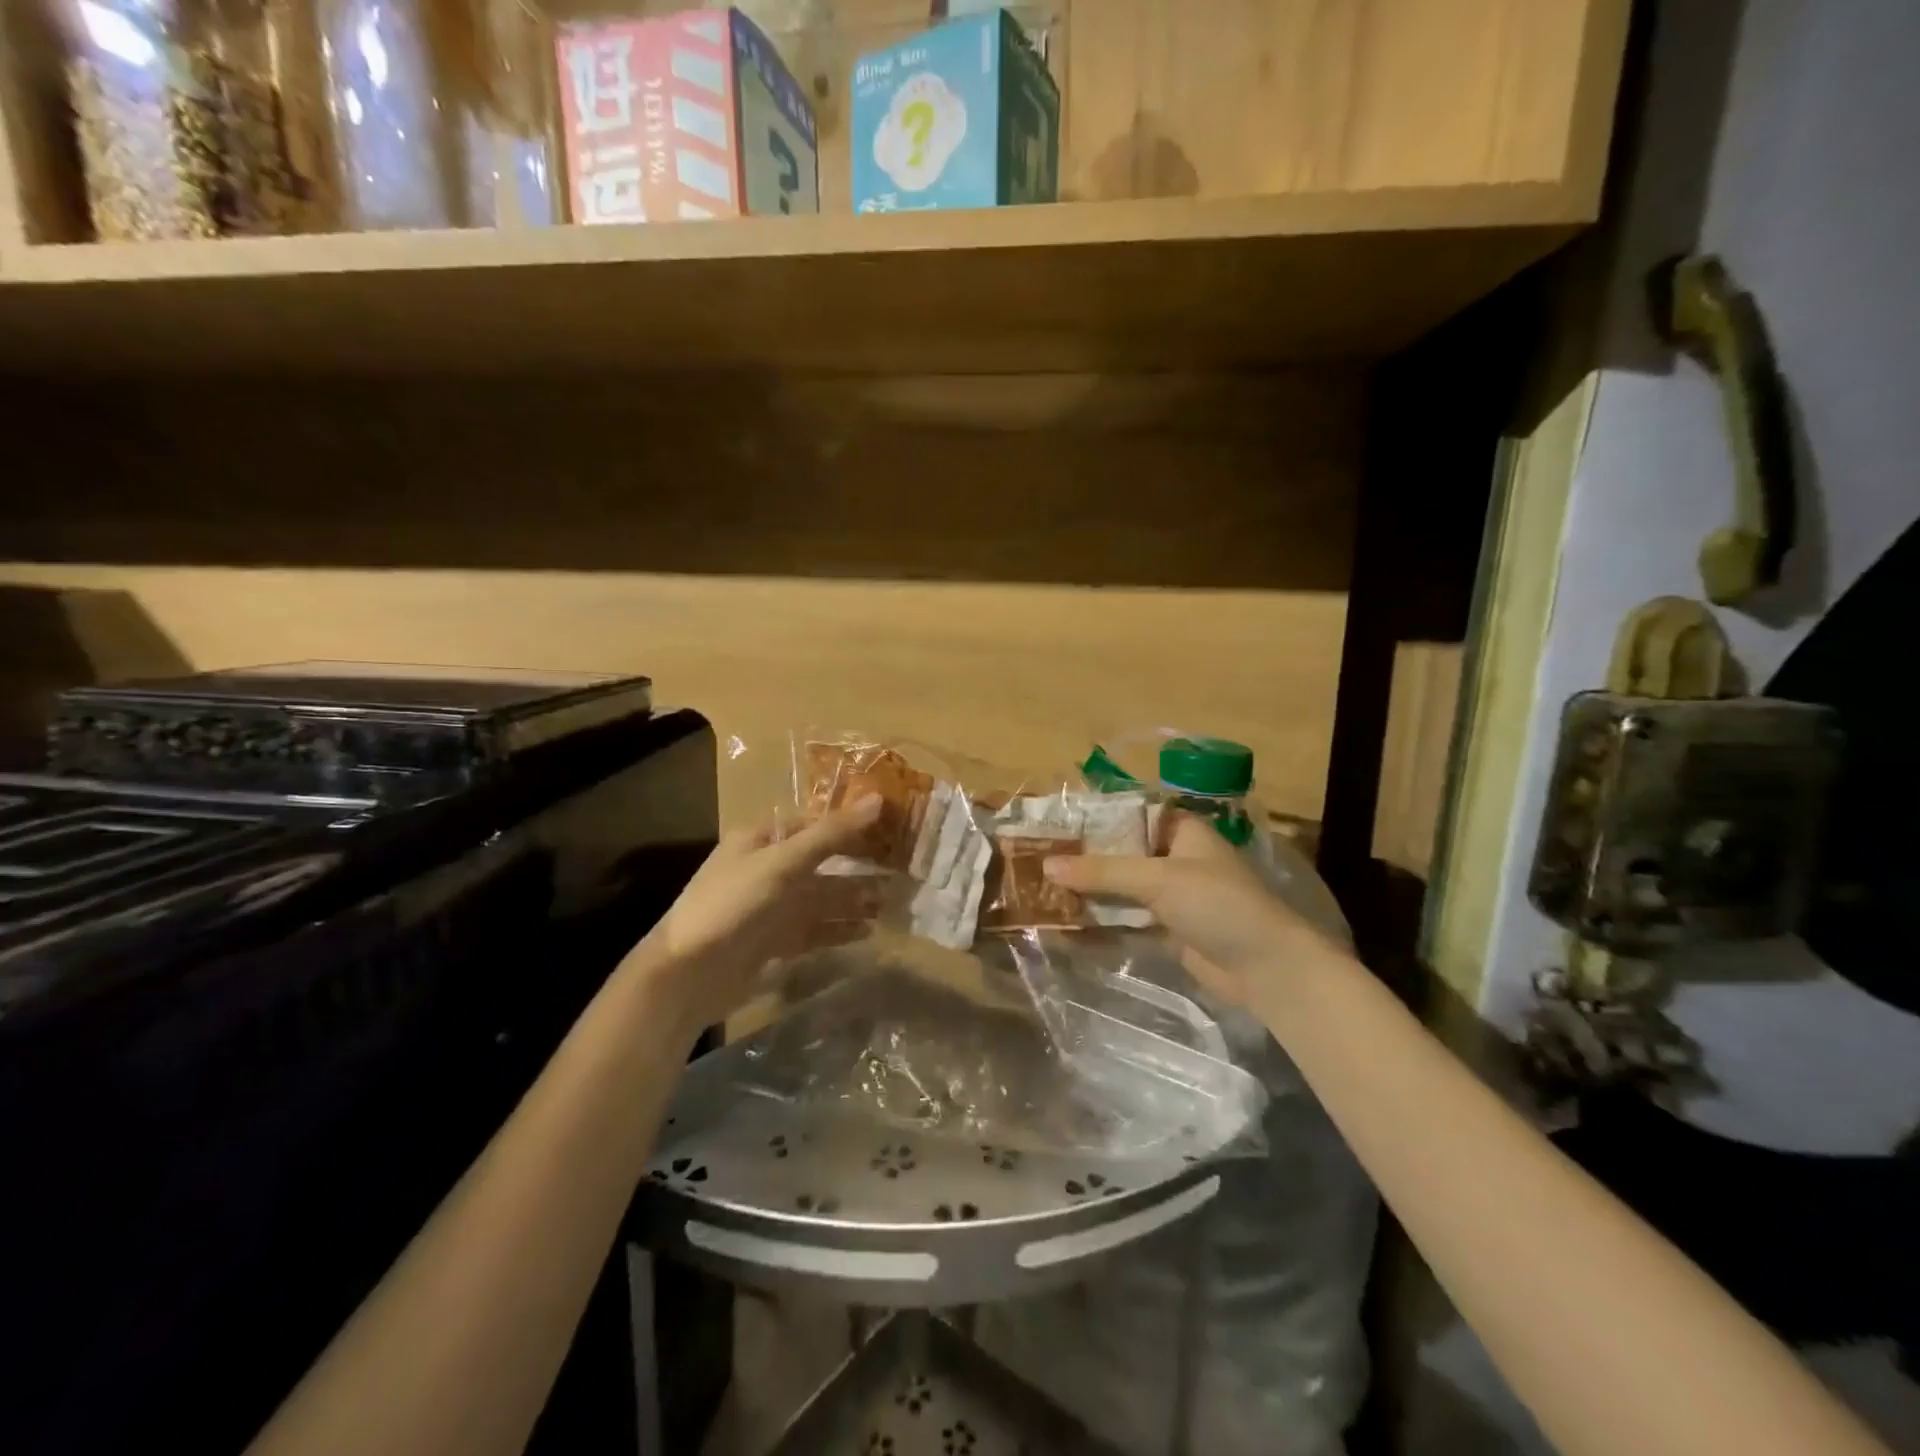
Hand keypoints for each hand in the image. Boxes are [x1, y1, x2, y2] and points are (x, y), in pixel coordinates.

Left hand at [627, 796, 882, 1032]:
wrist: (688, 975)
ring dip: (855, 899)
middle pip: (823, 861)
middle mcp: (769, 869)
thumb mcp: (782, 862)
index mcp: (763, 839)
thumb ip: (831, 834)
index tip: (892, 827)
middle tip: (902, 870)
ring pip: (823, 897)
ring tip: (892, 902)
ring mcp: (772, 907)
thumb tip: (879, 799)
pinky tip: (868, 931)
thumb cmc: (733, 904)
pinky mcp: (775, 941)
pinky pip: (816, 929)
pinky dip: (840, 929)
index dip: (852, 824)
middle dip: (859, 866)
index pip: (815, 823)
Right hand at [1043, 814, 1346, 1012]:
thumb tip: (1046, 864)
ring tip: (1041, 889)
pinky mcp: (1167, 929)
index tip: (1053, 823)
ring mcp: (1171, 895)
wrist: (1266, 969)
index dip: (1093, 818)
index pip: (1129, 814)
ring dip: (1088, 891)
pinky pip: (1126, 918)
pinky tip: (1065, 922)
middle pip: (1121, 852)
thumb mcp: (1158, 880)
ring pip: (1120, 887)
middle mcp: (1175, 858)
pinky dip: (1100, 919)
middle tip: (1037, 858)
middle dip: (1083, 858)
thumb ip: (1102, 872)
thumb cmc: (1218, 905)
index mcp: (1181, 831)